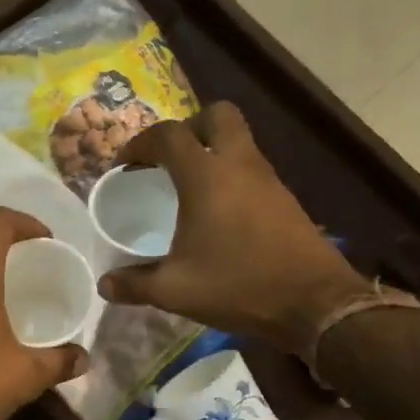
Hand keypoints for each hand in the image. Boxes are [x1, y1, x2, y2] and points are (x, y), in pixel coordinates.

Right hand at [97, 102, 375, 355]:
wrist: (315, 304)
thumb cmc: (238, 285)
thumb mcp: (175, 290)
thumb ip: (134, 284)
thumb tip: (104, 285)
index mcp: (206, 176)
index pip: (168, 135)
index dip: (140, 143)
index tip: (125, 166)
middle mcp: (239, 165)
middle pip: (217, 116)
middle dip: (187, 128)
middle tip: (167, 160)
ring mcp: (267, 179)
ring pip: (238, 141)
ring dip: (211, 151)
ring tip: (186, 187)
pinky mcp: (284, 198)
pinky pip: (251, 168)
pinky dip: (230, 174)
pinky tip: (216, 212)